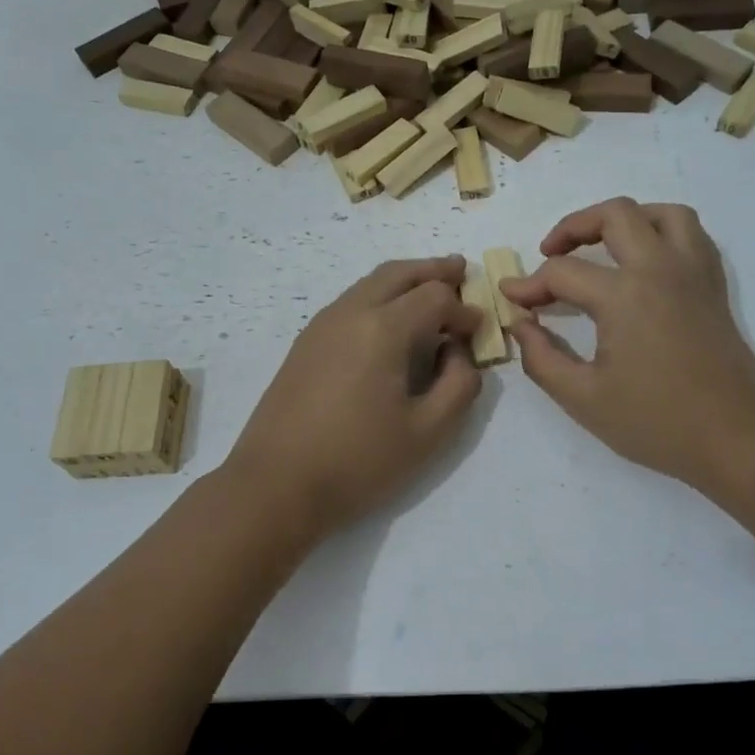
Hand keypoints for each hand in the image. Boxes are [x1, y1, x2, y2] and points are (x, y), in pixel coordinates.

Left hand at [225, 256, 482, 540]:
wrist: (276, 484)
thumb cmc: (358, 461)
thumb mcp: (428, 431)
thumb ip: (460, 385)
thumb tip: (458, 353)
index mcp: (382, 328)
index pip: (435, 297)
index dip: (464, 310)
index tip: (478, 331)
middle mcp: (349, 312)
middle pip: (398, 273)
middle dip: (433, 271)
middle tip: (460, 270)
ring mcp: (321, 325)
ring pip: (370, 284)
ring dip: (404, 281)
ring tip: (429, 289)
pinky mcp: (304, 344)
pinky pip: (350, 303)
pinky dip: (379, 298)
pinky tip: (389, 324)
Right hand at [500, 199, 754, 491]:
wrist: (733, 438)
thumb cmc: (655, 422)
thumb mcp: (582, 398)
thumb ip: (541, 357)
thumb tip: (521, 324)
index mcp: (624, 295)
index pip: (562, 272)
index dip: (529, 284)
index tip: (511, 299)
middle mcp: (661, 269)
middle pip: (614, 215)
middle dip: (572, 227)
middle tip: (550, 255)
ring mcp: (694, 273)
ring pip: (661, 213)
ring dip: (624, 220)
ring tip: (601, 246)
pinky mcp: (714, 286)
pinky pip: (691, 235)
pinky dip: (661, 233)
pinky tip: (644, 261)